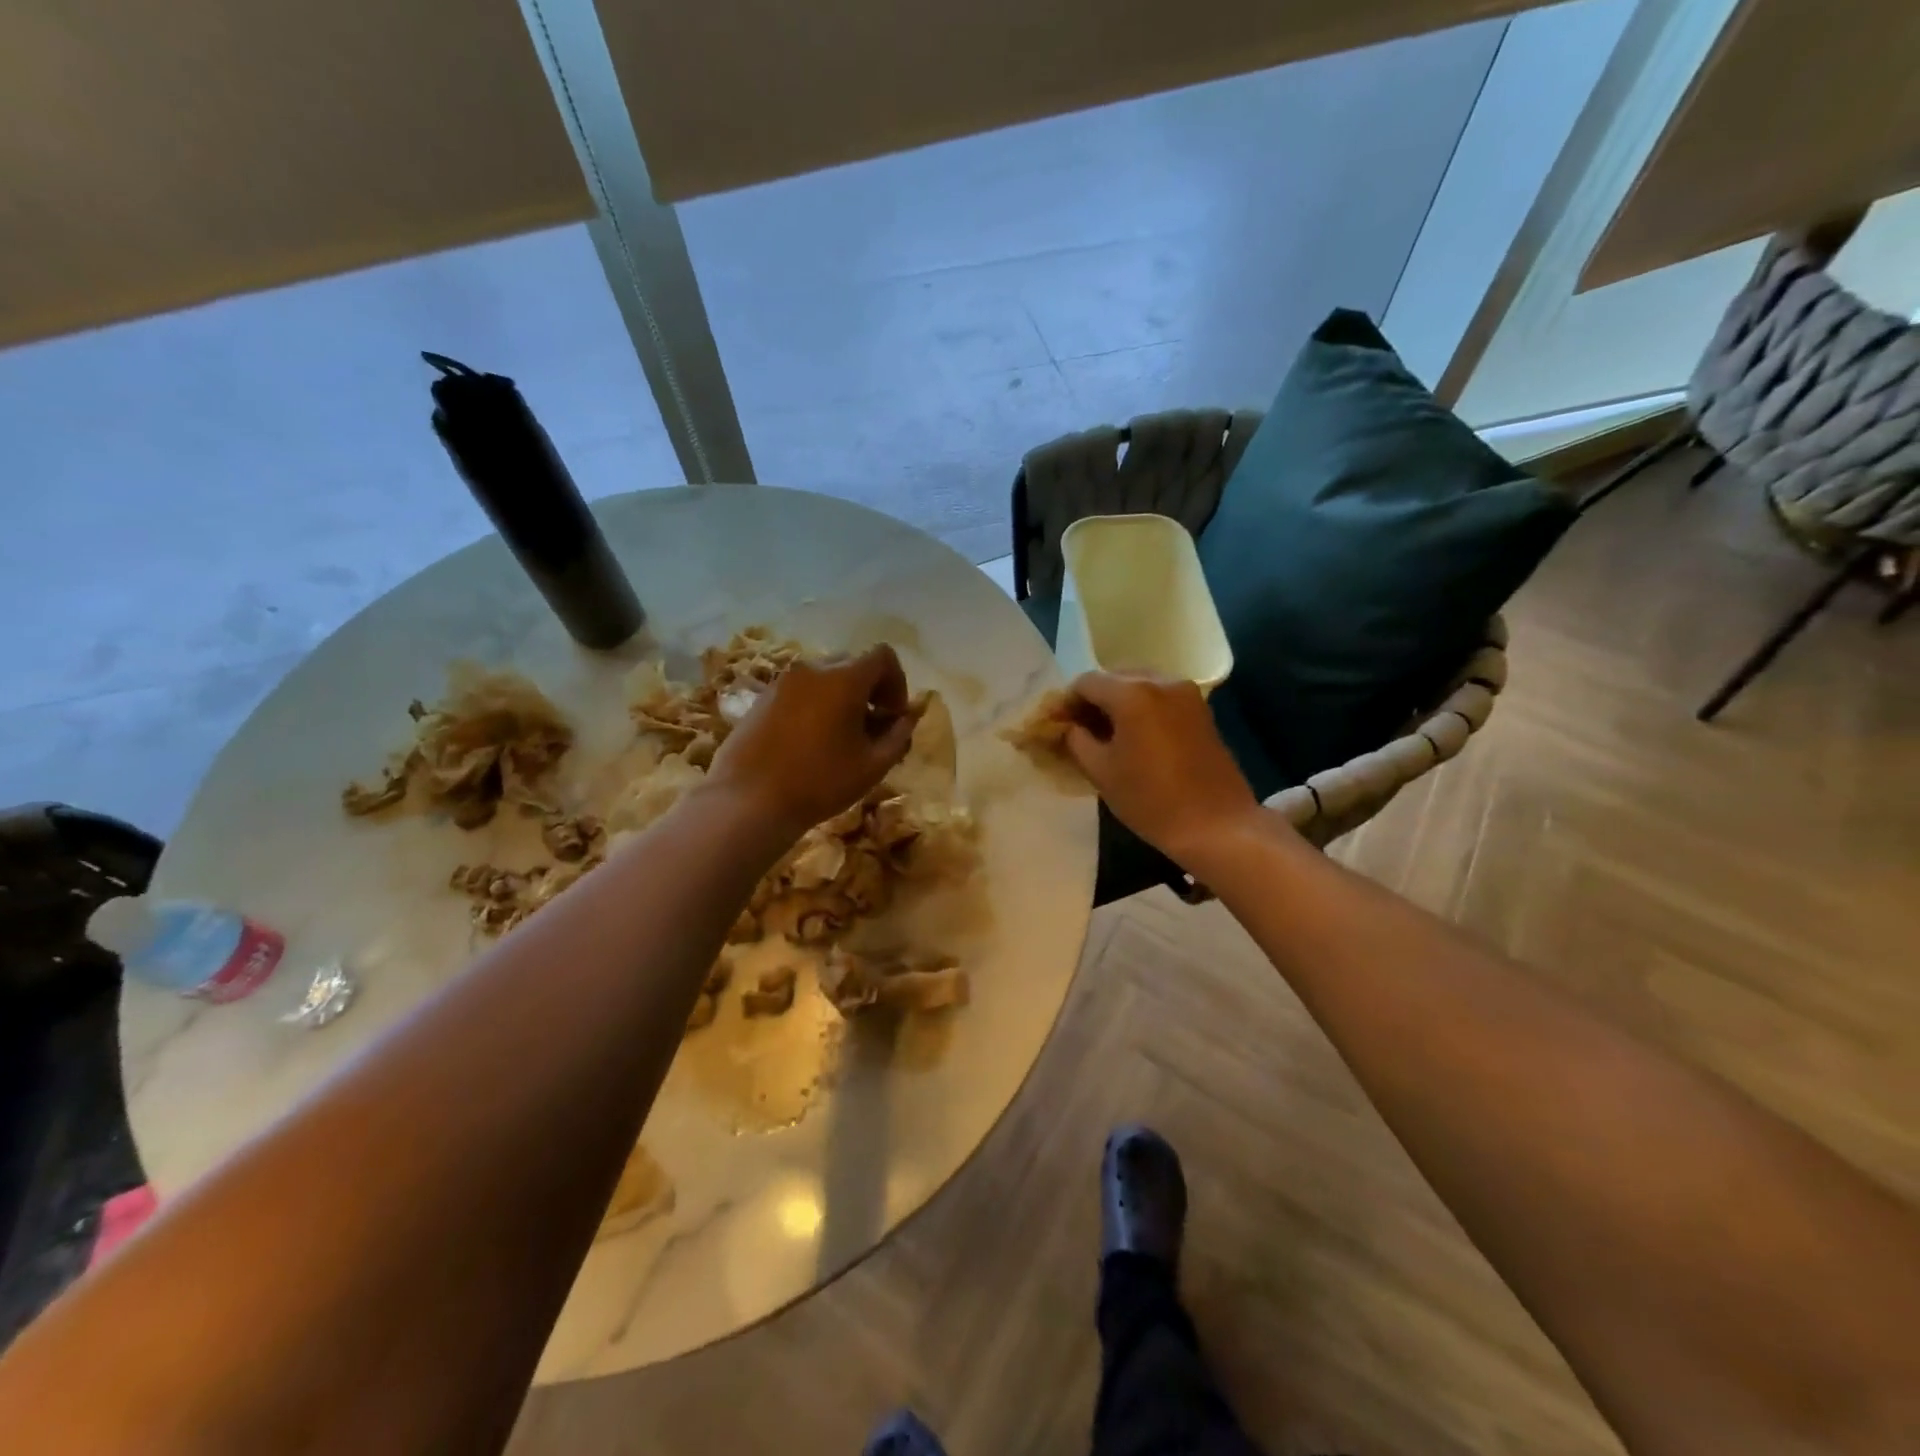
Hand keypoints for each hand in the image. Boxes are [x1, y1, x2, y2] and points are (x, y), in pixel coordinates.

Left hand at [708, 645, 918, 838]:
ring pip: (824, 677)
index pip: (883, 656)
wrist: (749, 801)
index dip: (897, 682)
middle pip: (852, 664)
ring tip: (841, 737)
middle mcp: (813, 669)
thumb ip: (898, 735)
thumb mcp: (873, 765)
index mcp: (844, 678)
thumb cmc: (820, 783)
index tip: (893, 715)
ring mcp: (783, 681)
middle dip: (870, 690)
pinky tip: (811, 741)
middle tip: (872, 728)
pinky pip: (800, 690)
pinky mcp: (762, 698)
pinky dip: (815, 704)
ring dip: (842, 697)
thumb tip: (907, 718)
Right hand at [1062, 672, 1263, 866]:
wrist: (1216, 824)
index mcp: (1132, 693)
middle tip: (1079, 731)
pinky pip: (1159, 697)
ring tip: (1107, 736)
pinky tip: (1135, 737)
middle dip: (1093, 701)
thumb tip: (1067, 726)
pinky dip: (1141, 709)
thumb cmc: (1151, 800)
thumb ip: (1076, 740)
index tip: (1057, 726)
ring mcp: (1186, 692)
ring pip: (1138, 686)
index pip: (1086, 683)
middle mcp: (1160, 681)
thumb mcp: (1101, 771)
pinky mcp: (1201, 709)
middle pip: (1114, 678)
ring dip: (1117, 704)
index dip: (1066, 702)